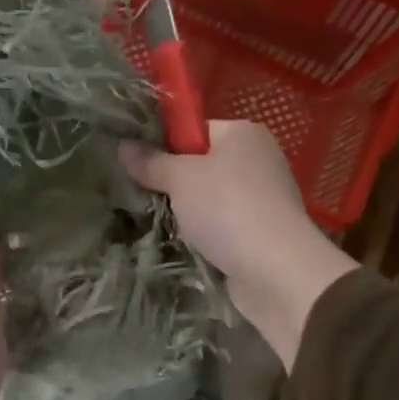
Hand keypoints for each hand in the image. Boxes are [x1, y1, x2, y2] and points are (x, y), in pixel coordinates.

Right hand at [121, 121, 357, 370]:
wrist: (276, 270)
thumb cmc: (227, 208)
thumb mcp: (180, 179)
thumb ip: (151, 162)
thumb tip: (123, 146)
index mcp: (243, 133)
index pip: (196, 130)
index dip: (167, 146)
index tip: (142, 167)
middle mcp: (258, 159)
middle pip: (202, 165)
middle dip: (175, 185)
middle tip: (148, 198)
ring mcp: (263, 198)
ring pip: (210, 199)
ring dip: (188, 215)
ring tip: (167, 226)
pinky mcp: (262, 232)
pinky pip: (223, 226)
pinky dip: (207, 236)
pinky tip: (191, 247)